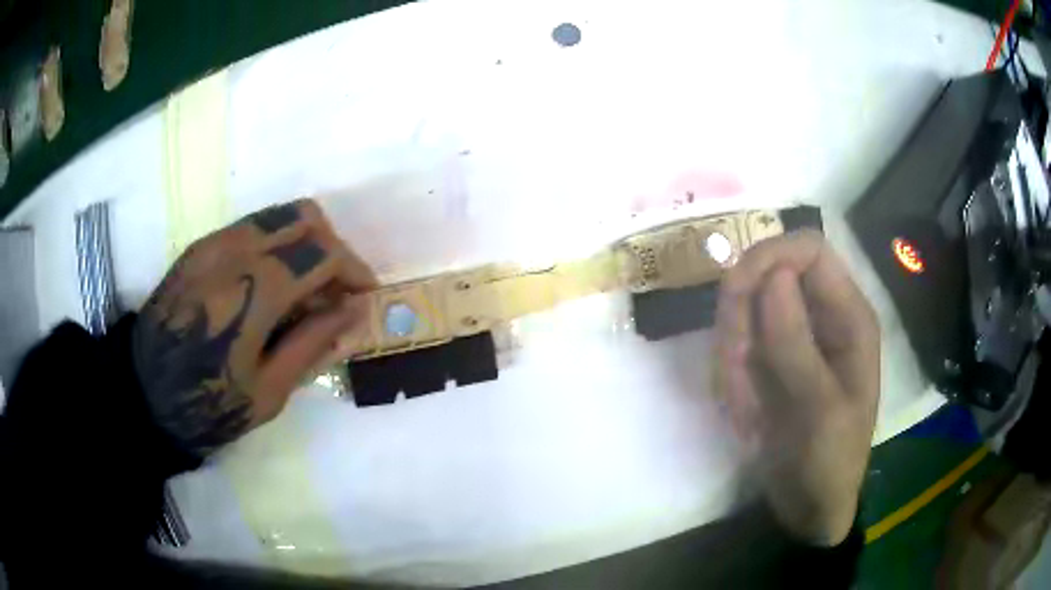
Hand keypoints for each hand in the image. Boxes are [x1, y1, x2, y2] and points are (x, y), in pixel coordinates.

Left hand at [133, 200, 376, 455]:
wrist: (144, 394)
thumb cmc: (208, 405)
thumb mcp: (269, 391)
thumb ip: (313, 342)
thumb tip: (353, 309)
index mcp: (253, 291)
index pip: (322, 252)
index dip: (353, 270)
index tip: (363, 296)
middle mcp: (234, 250)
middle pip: (303, 216)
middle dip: (331, 246)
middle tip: (335, 288)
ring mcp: (212, 243)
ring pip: (277, 215)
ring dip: (303, 242)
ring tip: (304, 288)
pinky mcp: (198, 247)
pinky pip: (250, 227)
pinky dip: (274, 245)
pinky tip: (270, 286)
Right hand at [715, 230, 879, 545]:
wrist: (809, 505)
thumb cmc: (829, 460)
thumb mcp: (819, 408)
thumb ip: (796, 343)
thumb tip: (771, 274)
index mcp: (848, 316)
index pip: (809, 250)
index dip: (771, 255)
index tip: (734, 290)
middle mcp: (820, 316)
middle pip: (767, 275)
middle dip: (741, 318)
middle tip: (733, 370)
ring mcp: (791, 338)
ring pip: (743, 311)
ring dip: (731, 355)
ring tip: (742, 407)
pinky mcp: (768, 361)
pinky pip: (734, 346)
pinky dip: (728, 376)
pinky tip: (742, 414)